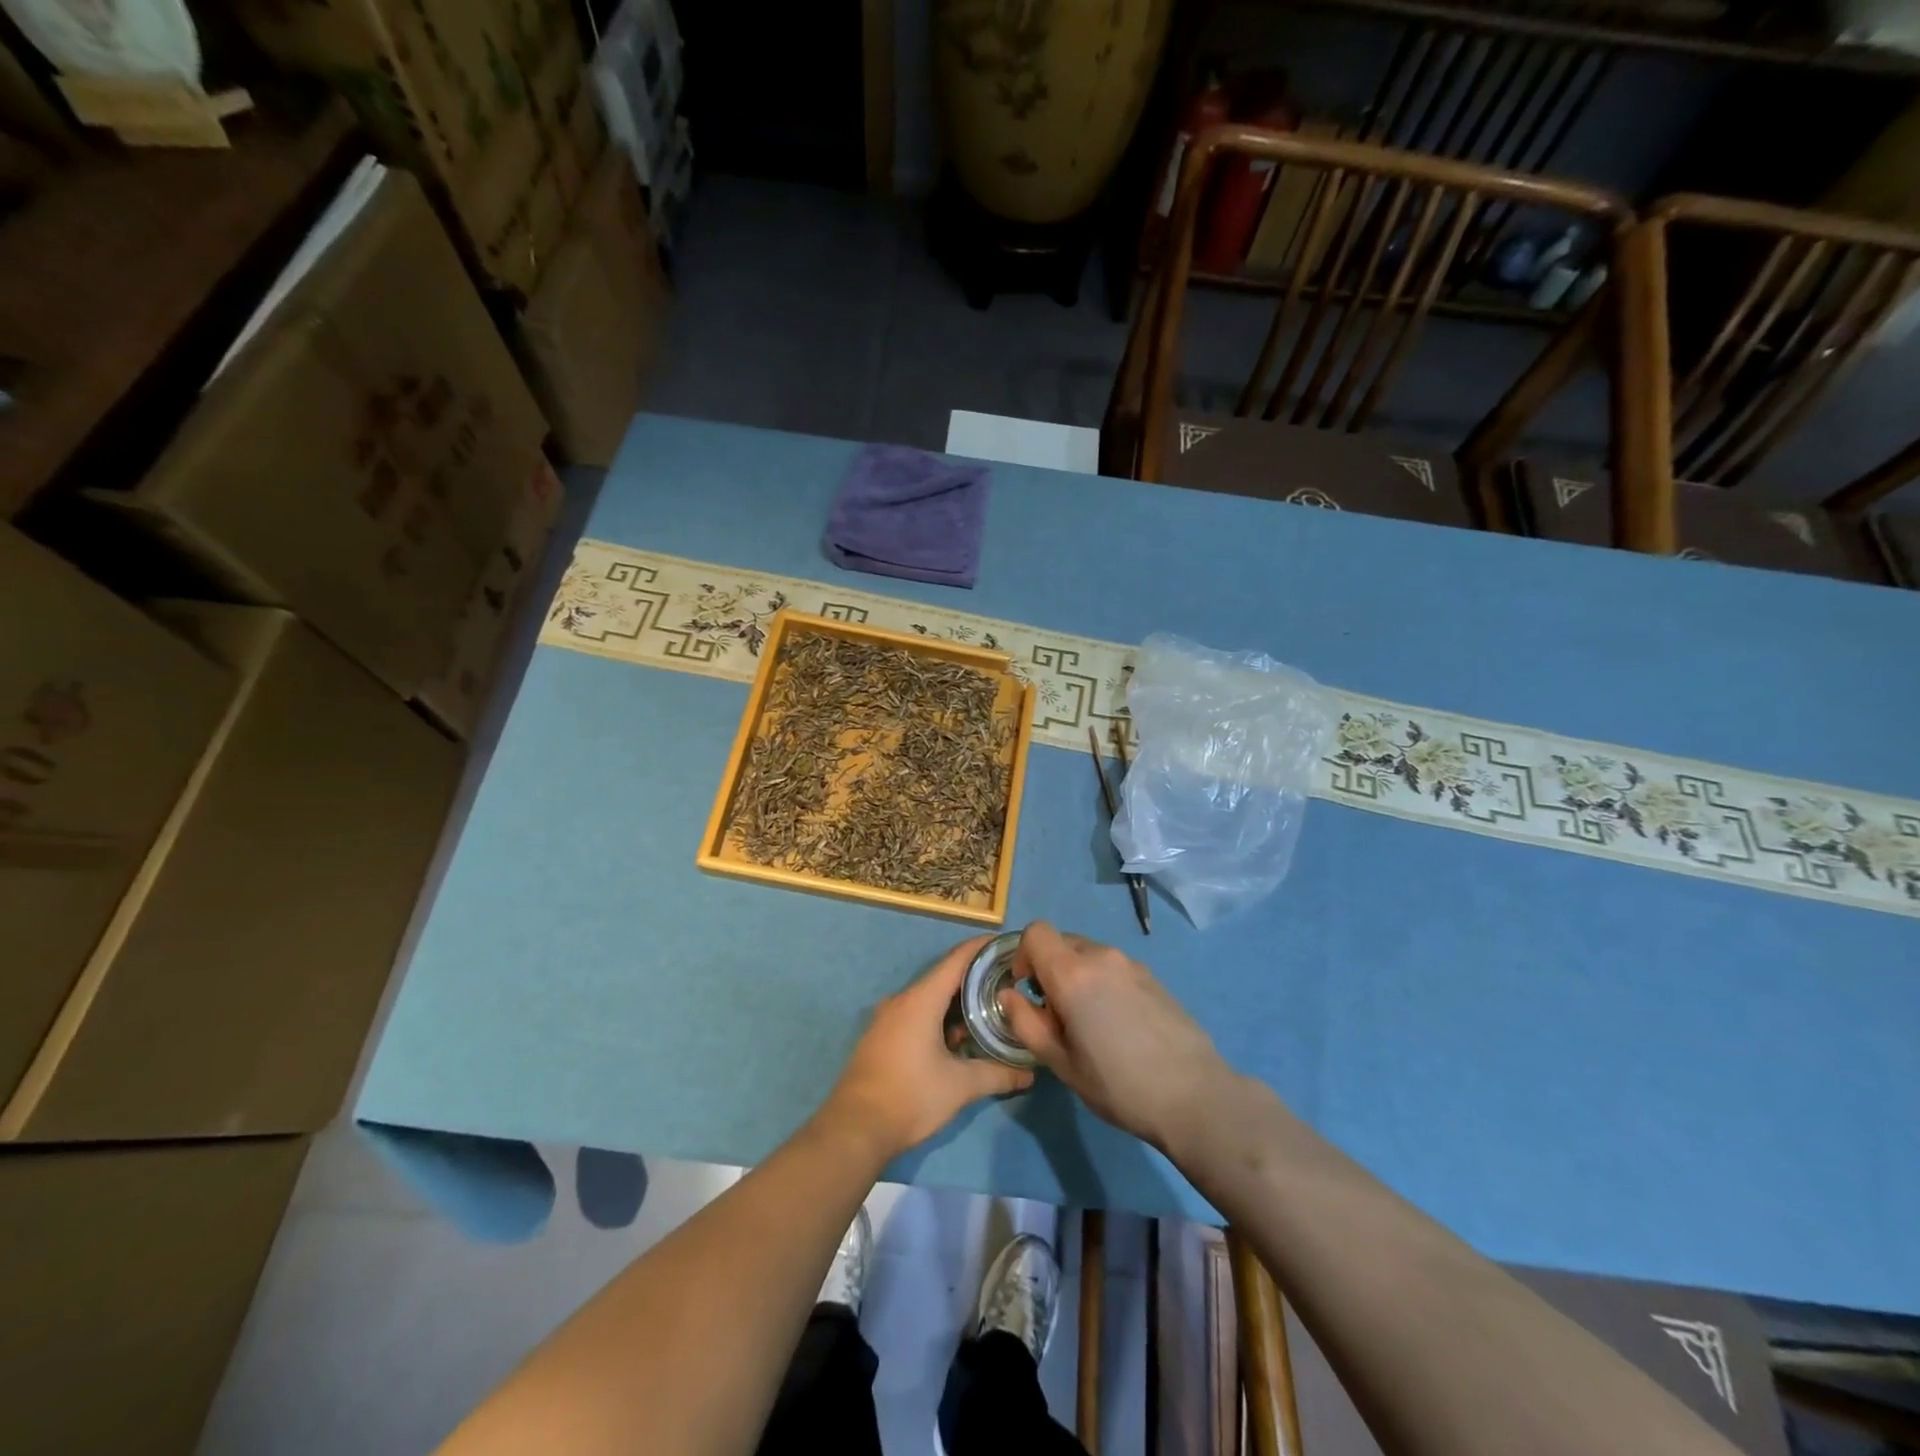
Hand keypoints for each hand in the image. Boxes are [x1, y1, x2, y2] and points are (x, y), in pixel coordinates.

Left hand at [820, 936, 1034, 1160]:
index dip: (982, 948)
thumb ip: (997, 1075)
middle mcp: (903, 1000)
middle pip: (944, 978)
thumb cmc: (910, 1097)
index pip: (957, 960)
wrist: (855, 1129)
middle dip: (976, 979)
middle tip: (1008, 983)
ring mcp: (889, 1019)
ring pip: (930, 999)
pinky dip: (940, 1018)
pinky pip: (917, 1015)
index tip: (1008, 944)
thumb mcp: (960, 1086)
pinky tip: (959, 1039)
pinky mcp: (882, 1037)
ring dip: (958, 1003)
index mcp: (921, 1000)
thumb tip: (1029, 1073)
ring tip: (990, 1010)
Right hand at [998, 922, 1230, 1152]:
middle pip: (1062, 943)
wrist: (1193, 1094)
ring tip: (1089, 1023)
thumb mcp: (1060, 1062)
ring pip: (1089, 955)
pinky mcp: (1153, 977)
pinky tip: (1118, 1025)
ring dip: (1077, 977)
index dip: (1022, 954)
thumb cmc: (1117, 1083)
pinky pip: (1113, 968)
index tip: (1026, 988)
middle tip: (1056, 1014)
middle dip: (1049, 969)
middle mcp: (1101, 956)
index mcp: (1072, 973)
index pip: (1035, 932)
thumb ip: (1026, 1023)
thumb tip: (1008, 995)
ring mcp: (1131, 964)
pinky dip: (1103, 983)